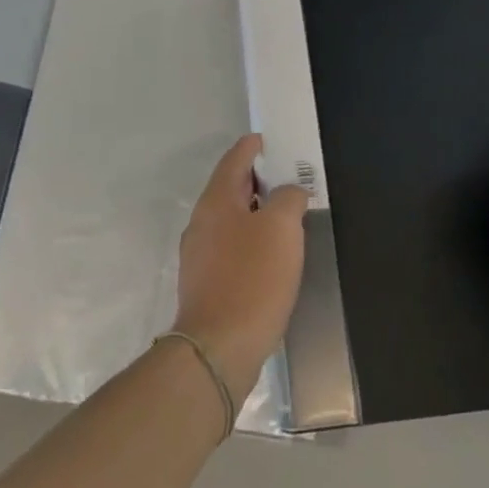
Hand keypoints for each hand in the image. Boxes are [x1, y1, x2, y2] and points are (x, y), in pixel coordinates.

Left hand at [172, 135, 306, 402]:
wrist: (218, 347)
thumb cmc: (252, 279)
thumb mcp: (281, 229)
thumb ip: (288, 199)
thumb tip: (289, 192)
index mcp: (216, 201)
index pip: (234, 159)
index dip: (253, 147)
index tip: (269, 141)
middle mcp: (202, 222)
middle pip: (230, 188)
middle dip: (257, 180)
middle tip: (287, 178)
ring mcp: (200, 254)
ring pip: (230, 219)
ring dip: (255, 212)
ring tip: (285, 216)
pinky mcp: (205, 283)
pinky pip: (230, 247)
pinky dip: (250, 240)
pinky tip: (270, 256)